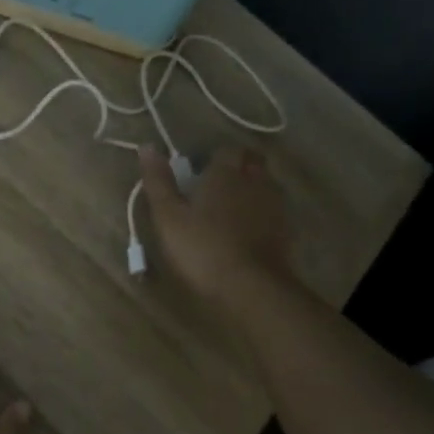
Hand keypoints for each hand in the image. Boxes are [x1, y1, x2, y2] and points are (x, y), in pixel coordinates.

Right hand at [139, 144, 297, 305]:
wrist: (251, 287)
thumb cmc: (202, 248)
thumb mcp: (168, 216)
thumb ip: (158, 181)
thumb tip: (147, 146)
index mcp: (226, 173)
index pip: (227, 150)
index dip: (213, 157)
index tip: (197, 173)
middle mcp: (255, 181)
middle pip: (251, 162)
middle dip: (237, 167)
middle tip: (215, 187)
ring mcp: (275, 205)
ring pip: (265, 184)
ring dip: (251, 189)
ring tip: (230, 209)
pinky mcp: (286, 230)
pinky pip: (273, 209)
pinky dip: (261, 212)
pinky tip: (247, 230)